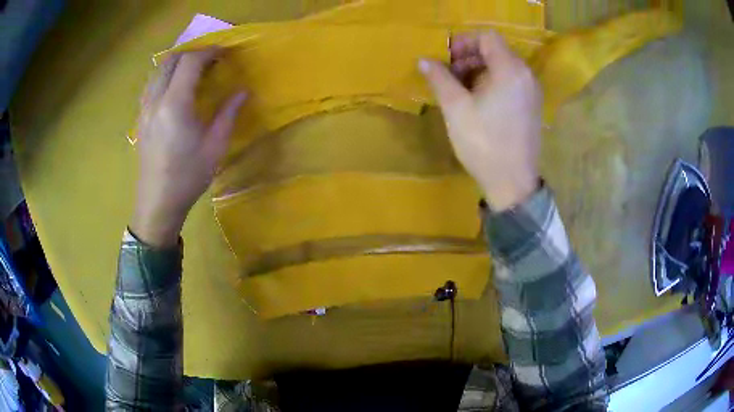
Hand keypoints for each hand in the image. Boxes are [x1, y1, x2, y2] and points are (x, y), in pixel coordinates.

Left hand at [131, 48, 246, 246]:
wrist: (157, 203)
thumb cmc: (187, 177)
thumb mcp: (214, 147)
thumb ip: (228, 114)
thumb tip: (243, 91)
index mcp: (175, 104)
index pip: (190, 62)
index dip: (209, 52)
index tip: (224, 53)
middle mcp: (156, 100)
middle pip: (171, 60)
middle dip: (192, 54)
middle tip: (210, 60)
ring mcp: (144, 109)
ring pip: (158, 71)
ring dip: (176, 63)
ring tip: (193, 71)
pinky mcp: (140, 118)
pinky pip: (151, 85)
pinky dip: (165, 77)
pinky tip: (175, 89)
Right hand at [419, 31, 540, 210]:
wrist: (512, 183)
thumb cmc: (484, 143)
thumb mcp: (456, 108)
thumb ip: (440, 78)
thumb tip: (424, 60)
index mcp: (510, 70)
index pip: (487, 38)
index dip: (464, 42)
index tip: (447, 59)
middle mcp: (526, 75)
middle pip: (496, 50)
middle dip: (469, 57)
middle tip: (450, 75)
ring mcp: (532, 91)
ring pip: (503, 66)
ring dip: (479, 70)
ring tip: (460, 89)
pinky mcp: (532, 106)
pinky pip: (511, 82)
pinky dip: (492, 82)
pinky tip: (478, 101)